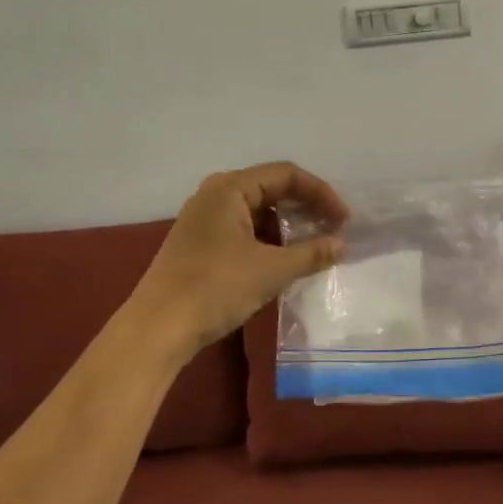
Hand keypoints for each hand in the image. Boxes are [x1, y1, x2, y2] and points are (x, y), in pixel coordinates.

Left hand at [131, 163, 348, 354]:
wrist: (158, 328)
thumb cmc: (216, 288)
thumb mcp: (271, 270)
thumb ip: (311, 253)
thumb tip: (341, 244)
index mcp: (230, 188)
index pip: (286, 175)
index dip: (321, 193)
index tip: (344, 220)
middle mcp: (215, 194)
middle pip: (271, 188)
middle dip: (306, 207)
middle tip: (333, 230)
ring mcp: (204, 219)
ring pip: (257, 211)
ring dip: (288, 226)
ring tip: (313, 247)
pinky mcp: (200, 243)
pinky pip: (243, 229)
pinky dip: (268, 239)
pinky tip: (283, 260)